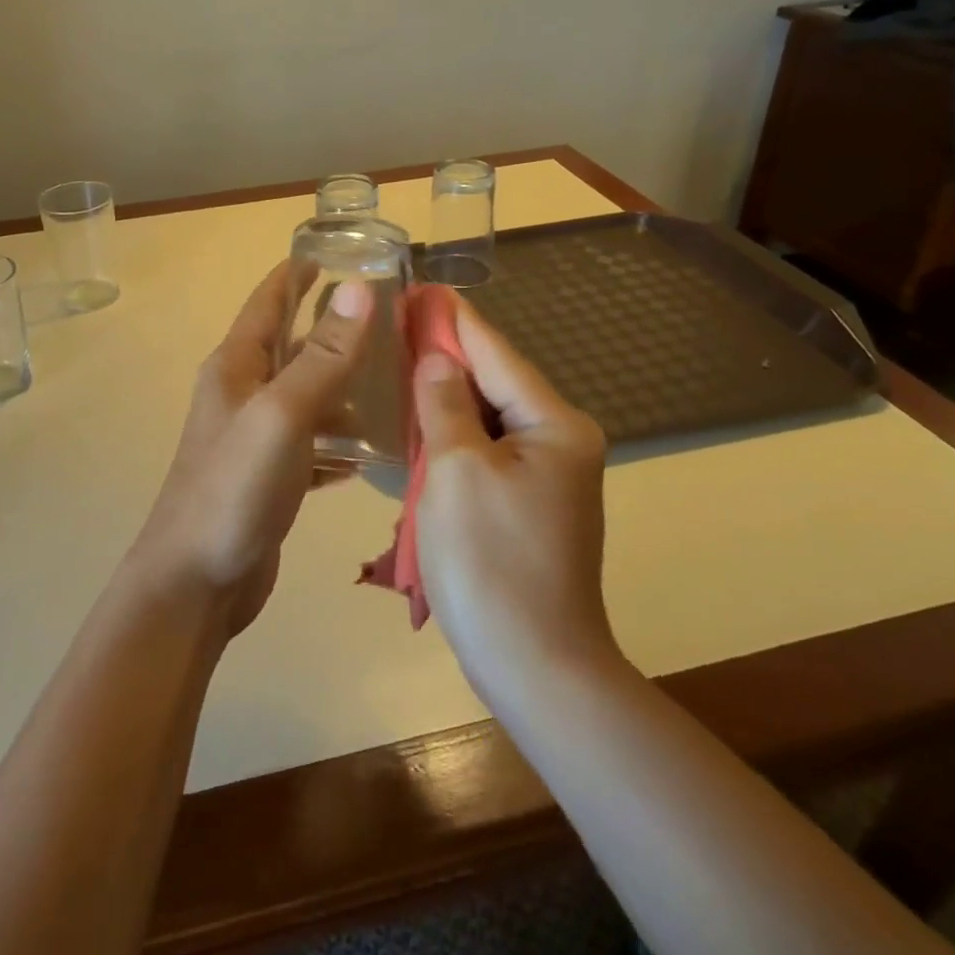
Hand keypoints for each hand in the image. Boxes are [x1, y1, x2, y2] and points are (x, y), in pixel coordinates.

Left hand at [133, 261, 372, 636]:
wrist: (195, 583)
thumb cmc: (234, 488)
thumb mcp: (282, 414)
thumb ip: (322, 355)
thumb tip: (359, 288)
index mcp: (236, 366)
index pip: (268, 301)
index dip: (297, 273)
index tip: (339, 252)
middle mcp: (242, 393)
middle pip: (290, 345)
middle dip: (332, 326)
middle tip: (389, 317)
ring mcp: (253, 437)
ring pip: (304, 394)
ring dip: (341, 382)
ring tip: (395, 376)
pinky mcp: (269, 476)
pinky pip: (311, 442)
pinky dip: (339, 438)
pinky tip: (374, 447)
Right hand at [413, 293, 614, 702]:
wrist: (536, 667)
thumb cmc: (491, 561)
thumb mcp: (456, 470)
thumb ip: (444, 404)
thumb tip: (435, 359)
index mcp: (554, 424)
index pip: (495, 354)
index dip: (452, 320)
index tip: (419, 287)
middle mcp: (560, 440)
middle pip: (493, 382)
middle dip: (444, 354)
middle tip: (395, 323)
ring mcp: (546, 475)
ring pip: (486, 417)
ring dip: (444, 395)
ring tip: (399, 359)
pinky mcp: (526, 503)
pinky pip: (484, 450)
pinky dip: (451, 434)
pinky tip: (418, 420)